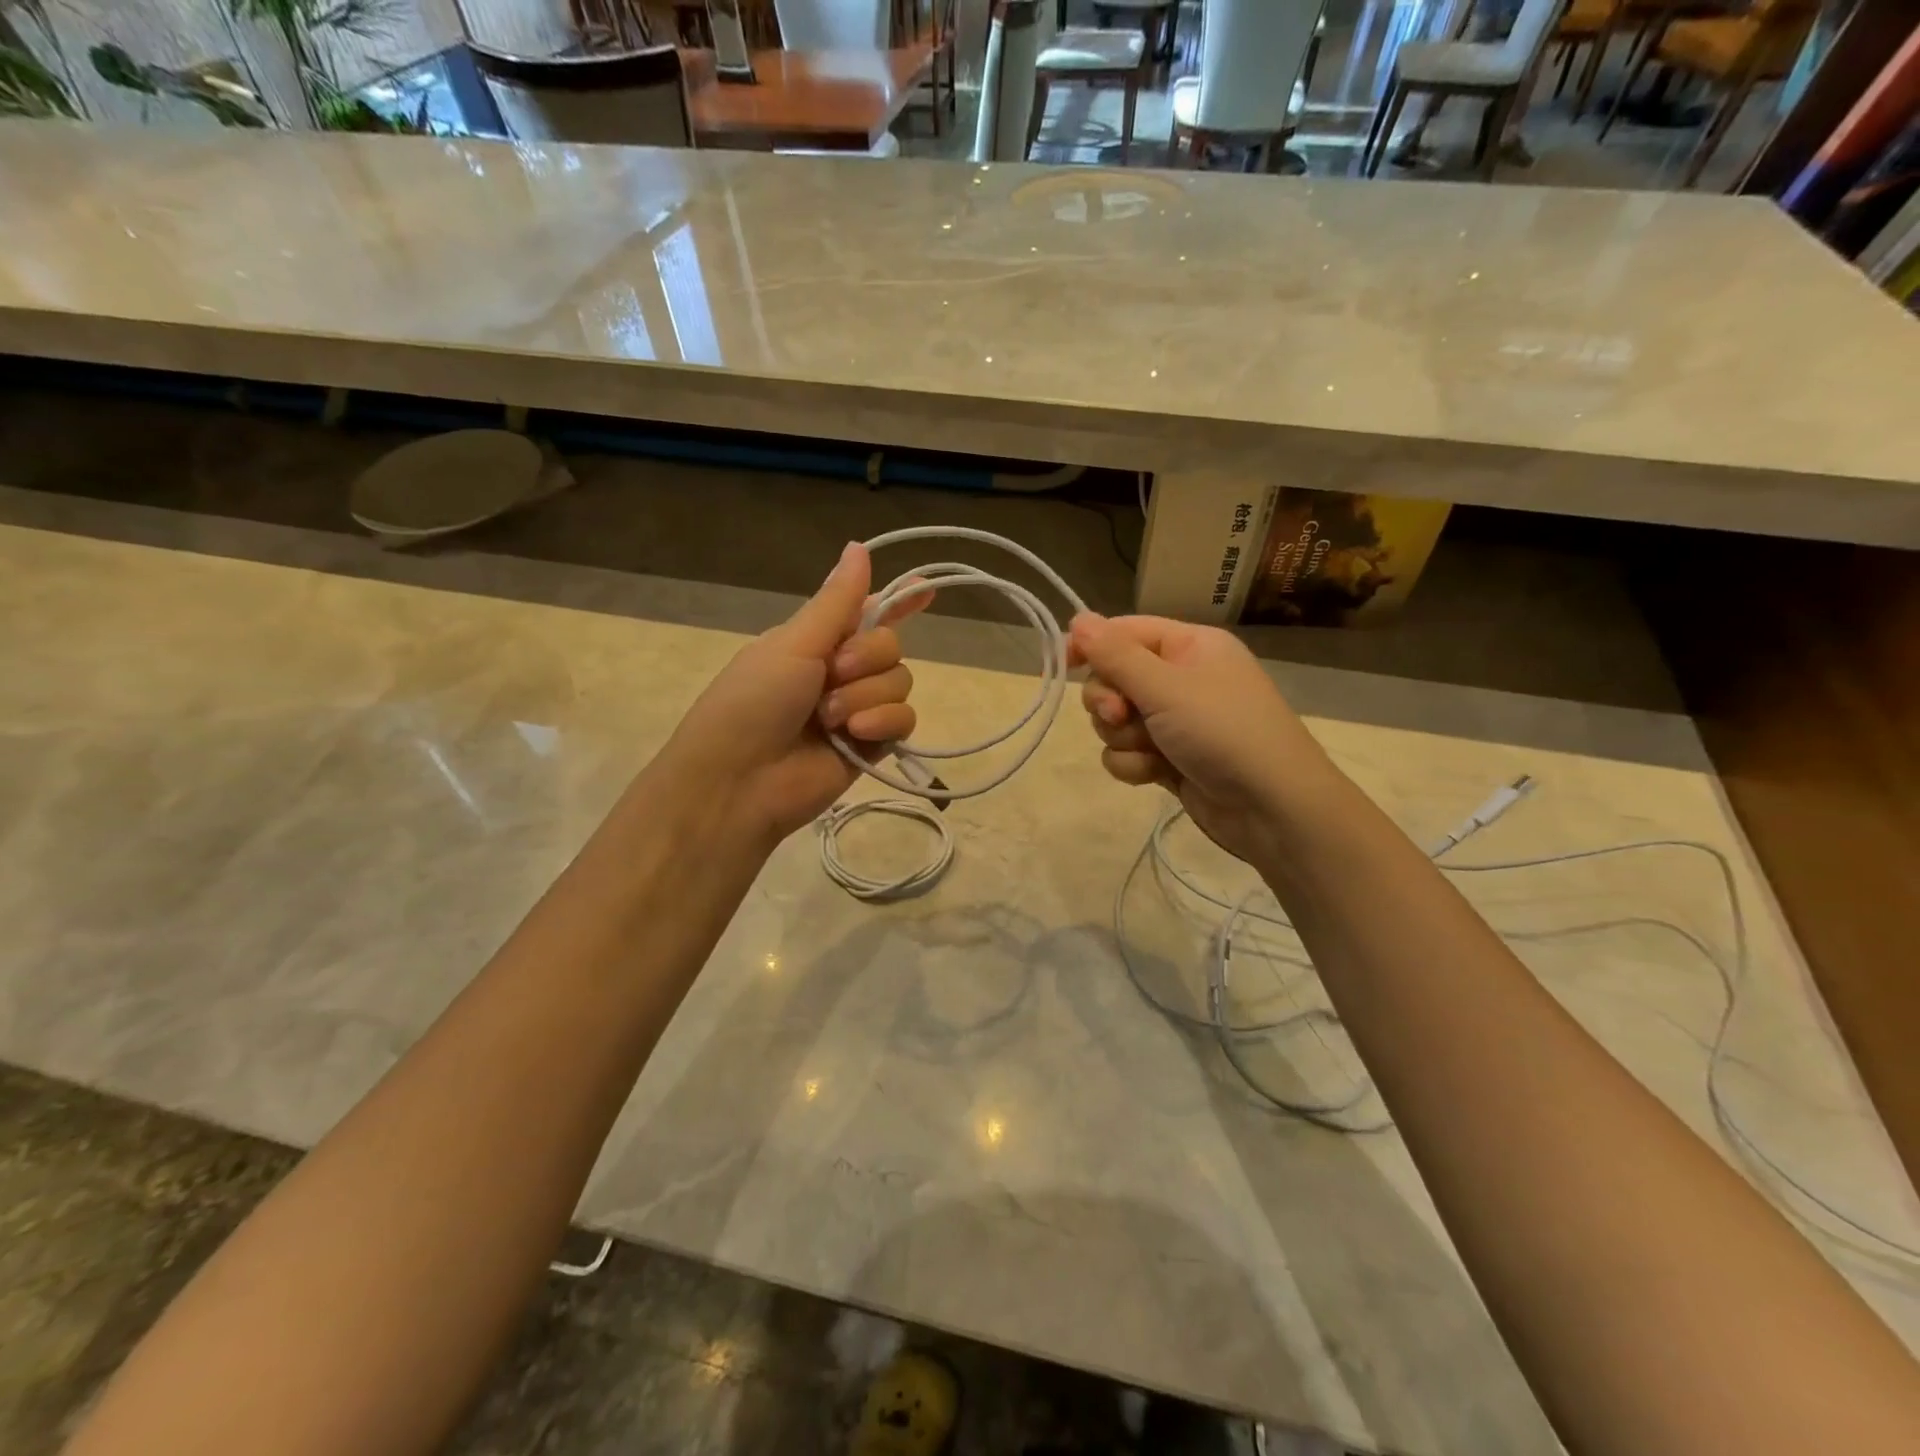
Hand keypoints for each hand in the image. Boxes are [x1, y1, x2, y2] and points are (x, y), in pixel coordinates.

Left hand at [660, 543, 922, 846]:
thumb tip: (858, 546)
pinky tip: (856, 736)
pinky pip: (904, 720)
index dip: (897, 601)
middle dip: (868, 657)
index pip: (865, 611)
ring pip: (900, 682)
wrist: (739, 782)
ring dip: (867, 695)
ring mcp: (858, 709)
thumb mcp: (793, 643)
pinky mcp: (871, 745)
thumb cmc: (753, 702)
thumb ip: (837, 601)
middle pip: (890, 646)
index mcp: (816, 640)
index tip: (927, 588)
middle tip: (834, 672)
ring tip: (829, 718)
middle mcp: (840, 671)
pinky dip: (883, 723)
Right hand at [1068, 613, 1332, 864]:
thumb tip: (1077, 618)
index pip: (1127, 631)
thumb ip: (1116, 655)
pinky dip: (1134, 764)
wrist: (1271, 808)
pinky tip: (1156, 774)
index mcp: (1189, 647)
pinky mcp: (1168, 758)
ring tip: (1151, 750)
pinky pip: (1126, 752)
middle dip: (1110, 701)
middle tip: (1122, 715)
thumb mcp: (1166, 687)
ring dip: (1124, 737)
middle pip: (1114, 678)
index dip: (1093, 644)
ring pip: (1115, 719)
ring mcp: (1174, 721)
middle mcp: (1181, 678)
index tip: (1066, 662)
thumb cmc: (1224, 733)